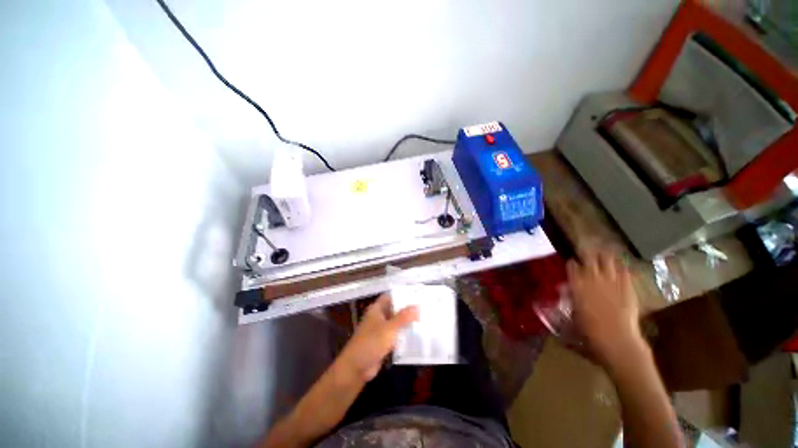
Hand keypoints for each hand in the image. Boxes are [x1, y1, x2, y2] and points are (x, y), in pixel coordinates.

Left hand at [336, 294, 418, 381]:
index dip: (401, 295)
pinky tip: (417, 335)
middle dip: (407, 309)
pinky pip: (395, 335)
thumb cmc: (371, 342)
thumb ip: (403, 317)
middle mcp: (378, 317)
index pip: (390, 296)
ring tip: (424, 319)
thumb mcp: (389, 328)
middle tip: (424, 308)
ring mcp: (380, 330)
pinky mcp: (383, 342)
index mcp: (377, 309)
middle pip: (394, 309)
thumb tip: (417, 306)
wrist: (356, 368)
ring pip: (396, 323)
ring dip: (406, 322)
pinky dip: (404, 334)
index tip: (416, 295)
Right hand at [567, 250, 645, 368]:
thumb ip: (570, 297)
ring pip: (607, 259)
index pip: (571, 265)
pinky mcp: (627, 286)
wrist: (616, 338)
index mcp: (576, 283)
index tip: (572, 263)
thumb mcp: (573, 312)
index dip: (572, 263)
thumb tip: (566, 290)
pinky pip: (623, 270)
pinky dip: (620, 265)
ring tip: (603, 252)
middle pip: (588, 257)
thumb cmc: (588, 330)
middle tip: (586, 252)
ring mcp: (611, 280)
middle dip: (586, 253)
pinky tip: (619, 264)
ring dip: (604, 255)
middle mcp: (592, 277)